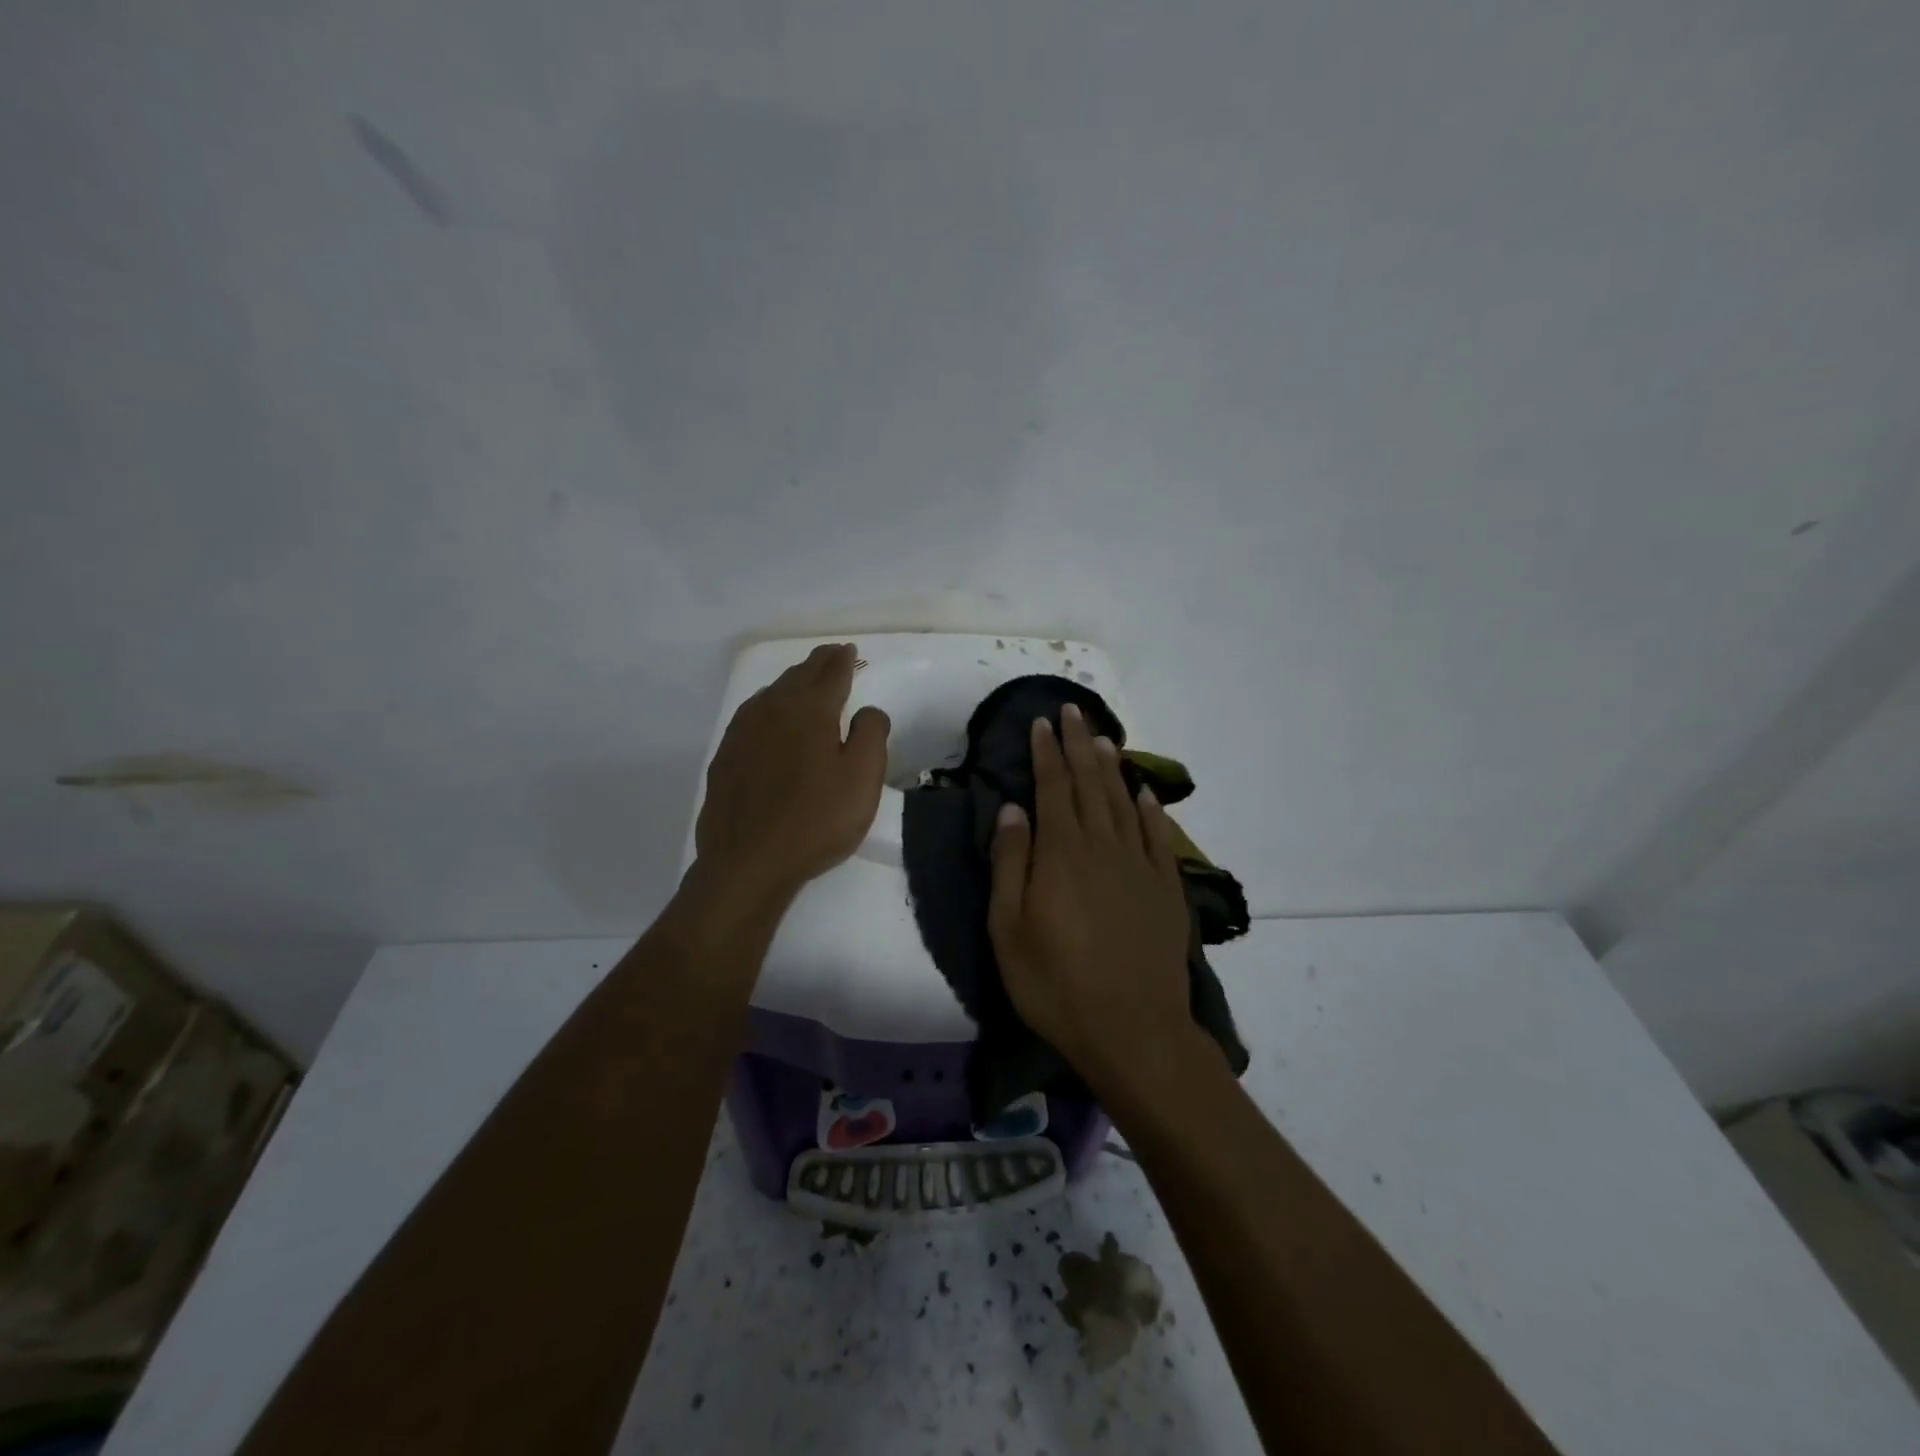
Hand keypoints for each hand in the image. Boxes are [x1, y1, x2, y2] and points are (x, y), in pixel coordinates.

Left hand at [693, 643, 889, 903]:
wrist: (748, 861)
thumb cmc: (816, 820)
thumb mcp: (863, 778)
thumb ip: (871, 734)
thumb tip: (867, 710)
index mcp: (810, 709)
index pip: (831, 673)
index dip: (843, 661)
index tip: (850, 651)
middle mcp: (773, 709)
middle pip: (799, 676)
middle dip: (818, 663)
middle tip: (832, 656)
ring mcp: (743, 731)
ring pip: (771, 693)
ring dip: (792, 682)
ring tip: (804, 680)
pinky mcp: (726, 755)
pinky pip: (752, 715)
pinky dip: (768, 705)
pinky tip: (768, 716)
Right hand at [987, 703, 1195, 1083]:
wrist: (1133, 1030)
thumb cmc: (1056, 983)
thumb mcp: (1009, 929)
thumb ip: (1011, 863)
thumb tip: (1013, 808)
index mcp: (1062, 854)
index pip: (1053, 788)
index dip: (1047, 753)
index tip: (1043, 722)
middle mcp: (1103, 847)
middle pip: (1090, 784)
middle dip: (1079, 745)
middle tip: (1073, 711)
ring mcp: (1140, 866)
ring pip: (1124, 802)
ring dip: (1112, 768)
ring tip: (1103, 739)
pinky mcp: (1166, 888)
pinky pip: (1158, 836)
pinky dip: (1150, 809)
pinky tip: (1145, 794)